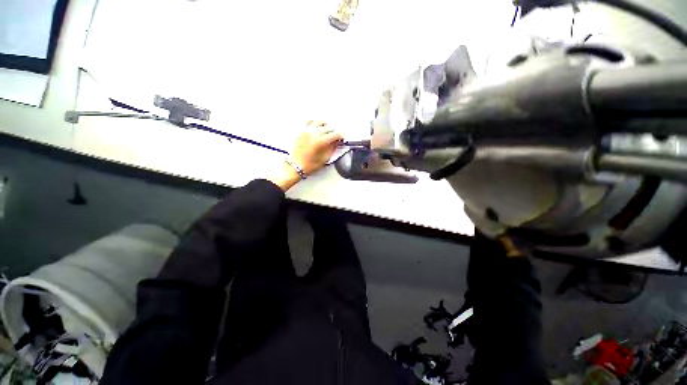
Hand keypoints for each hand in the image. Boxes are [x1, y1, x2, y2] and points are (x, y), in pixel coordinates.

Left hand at [267, 121, 342, 190]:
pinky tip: (317, 127)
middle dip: (334, 132)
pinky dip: (315, 123)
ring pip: (319, 122)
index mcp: (320, 141)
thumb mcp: (324, 158)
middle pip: (328, 128)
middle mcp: (313, 133)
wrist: (295, 166)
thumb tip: (337, 142)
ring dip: (325, 126)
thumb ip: (332, 148)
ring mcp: (306, 130)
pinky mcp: (301, 131)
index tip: (342, 138)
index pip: (335, 134)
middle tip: (336, 137)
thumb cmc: (309, 165)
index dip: (341, 136)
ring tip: (327, 131)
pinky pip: (309, 121)